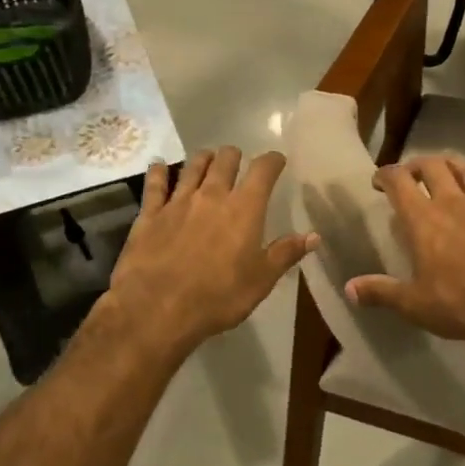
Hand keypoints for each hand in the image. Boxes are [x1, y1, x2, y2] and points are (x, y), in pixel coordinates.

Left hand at [107, 148, 316, 354]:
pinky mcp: (150, 215)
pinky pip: (155, 185)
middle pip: (225, 160)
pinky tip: (159, 166)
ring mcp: (178, 202)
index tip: (277, 160)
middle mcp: (212, 196)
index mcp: (244, 209)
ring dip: (203, 159)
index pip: (263, 171)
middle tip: (238, 160)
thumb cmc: (218, 296)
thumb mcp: (261, 280)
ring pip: (192, 167)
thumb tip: (314, 236)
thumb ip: (286, 253)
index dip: (272, 161)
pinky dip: (159, 172)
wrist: (157, 309)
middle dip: (234, 156)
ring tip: (207, 158)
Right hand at [345, 156, 464, 344]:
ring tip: (449, 168)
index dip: (385, 175)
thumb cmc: (459, 303)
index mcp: (423, 220)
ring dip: (457, 167)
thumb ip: (381, 292)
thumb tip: (350, 289)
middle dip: (418, 166)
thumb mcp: (413, 304)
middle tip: (411, 175)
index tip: (378, 181)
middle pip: (434, 168)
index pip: (398, 182)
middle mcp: (454, 204)